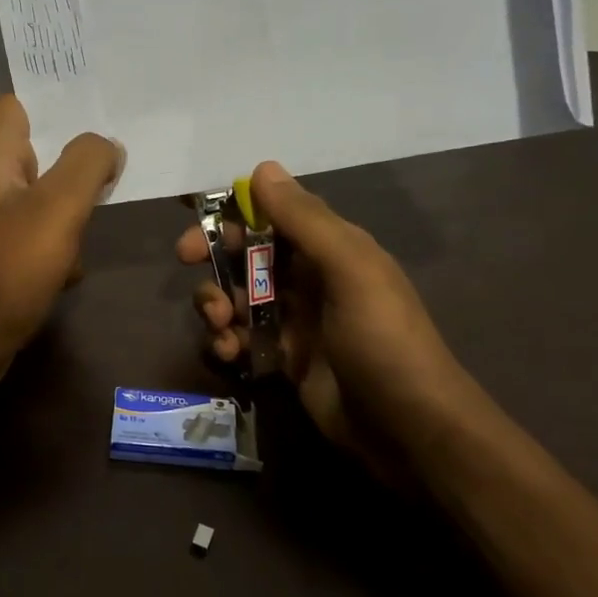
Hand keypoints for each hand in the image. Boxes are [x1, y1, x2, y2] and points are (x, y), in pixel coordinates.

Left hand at [0, 95, 121, 382]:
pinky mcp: (3, 258)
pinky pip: (43, 237)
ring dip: (76, 205)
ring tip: (112, 206)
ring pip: (47, 197)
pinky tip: (75, 267)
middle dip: (80, 154)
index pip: (18, 104)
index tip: (101, 102)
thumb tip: (108, 144)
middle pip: (41, 151)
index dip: (56, 99)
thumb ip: (86, 165)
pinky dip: (62, 246)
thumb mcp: (56, 208)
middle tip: (125, 154)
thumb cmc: (7, 270)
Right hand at [176, 162, 464, 473]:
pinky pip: (242, 338)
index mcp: (329, 249)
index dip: (231, 217)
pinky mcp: (283, 360)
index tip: (195, 226)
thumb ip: (305, 220)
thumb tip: (262, 168)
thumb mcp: (350, 270)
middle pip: (246, 256)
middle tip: (190, 265)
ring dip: (217, 304)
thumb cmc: (382, 340)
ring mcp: (294, 321)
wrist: (408, 428)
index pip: (272, 216)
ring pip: (238, 297)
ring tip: (222, 326)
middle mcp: (309, 279)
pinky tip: (229, 353)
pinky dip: (226, 341)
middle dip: (215, 260)